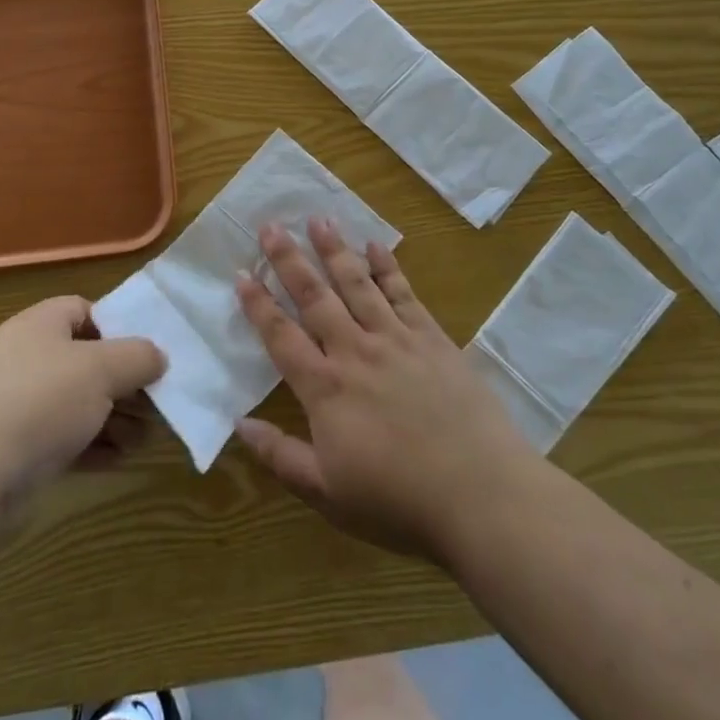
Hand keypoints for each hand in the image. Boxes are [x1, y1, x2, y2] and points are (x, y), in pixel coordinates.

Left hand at [0, 296, 166, 499]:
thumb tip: (158, 356)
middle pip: (85, 360)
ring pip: (78, 403)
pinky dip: (94, 445)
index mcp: (38, 325)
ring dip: (115, 418)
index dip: (117, 325)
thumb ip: (138, 356)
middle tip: (156, 400)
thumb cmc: (42, 401)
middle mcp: (25, 359)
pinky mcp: (17, 449)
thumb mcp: (102, 369)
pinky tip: (121, 459)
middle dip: (124, 381)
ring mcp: (18, 406)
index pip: (82, 310)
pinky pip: (64, 438)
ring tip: (146, 437)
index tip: (146, 350)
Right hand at [235, 220, 540, 563]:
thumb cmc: (398, 501)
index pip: (281, 336)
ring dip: (334, 250)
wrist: (481, 494)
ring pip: (357, 284)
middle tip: (271, 225)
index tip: (241, 272)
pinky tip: (376, 245)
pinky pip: (404, 294)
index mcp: (325, 388)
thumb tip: (239, 422)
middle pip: (315, 297)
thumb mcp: (327, 493)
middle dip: (289, 260)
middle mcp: (355, 352)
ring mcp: (396, 340)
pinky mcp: (432, 339)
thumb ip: (280, 455)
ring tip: (318, 218)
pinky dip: (387, 267)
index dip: (258, 304)